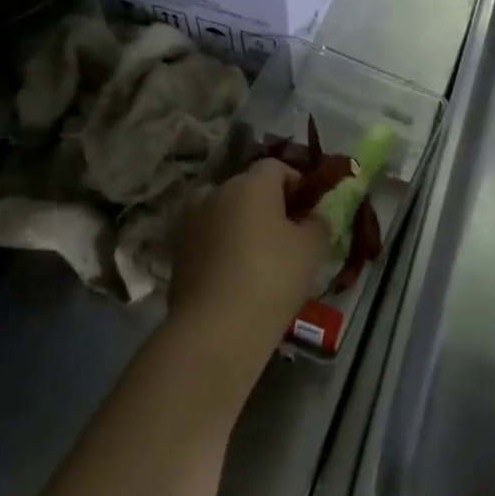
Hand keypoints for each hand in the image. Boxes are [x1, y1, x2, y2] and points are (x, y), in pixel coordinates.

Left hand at [170, 159, 329, 351]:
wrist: (216, 327)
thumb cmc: (272, 277)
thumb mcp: (312, 249)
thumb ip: (318, 223)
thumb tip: (312, 217)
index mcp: (250, 184)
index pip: (276, 168)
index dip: (296, 183)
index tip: (309, 209)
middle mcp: (215, 192)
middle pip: (246, 187)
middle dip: (267, 203)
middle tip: (286, 232)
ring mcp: (190, 220)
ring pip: (222, 210)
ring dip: (239, 222)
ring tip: (257, 252)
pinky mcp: (176, 249)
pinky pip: (207, 235)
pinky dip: (221, 243)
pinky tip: (235, 271)